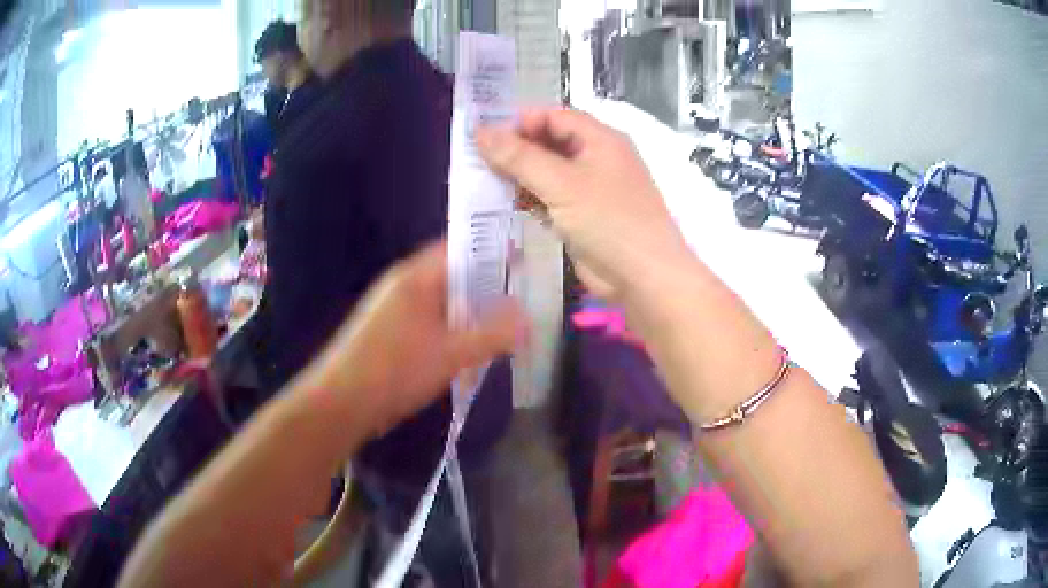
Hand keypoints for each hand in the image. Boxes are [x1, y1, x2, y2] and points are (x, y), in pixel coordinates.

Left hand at [306, 242, 524, 435]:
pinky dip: (450, 334)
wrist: (341, 403)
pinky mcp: (389, 334)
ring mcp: (393, 310)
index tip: (521, 263)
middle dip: (484, 290)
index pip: (458, 249)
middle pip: (452, 277)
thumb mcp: (451, 354)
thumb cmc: (395, 370)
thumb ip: (491, 334)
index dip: (491, 252)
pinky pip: (429, 324)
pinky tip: (464, 355)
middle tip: (518, 303)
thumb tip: (527, 316)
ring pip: (441, 304)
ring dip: (467, 316)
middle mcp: (403, 286)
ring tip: (497, 332)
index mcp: (415, 278)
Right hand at [477, 108, 693, 301]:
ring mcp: (591, 189)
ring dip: (520, 176)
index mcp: (600, 139)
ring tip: (483, 180)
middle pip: (550, 142)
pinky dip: (530, 199)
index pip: (554, 116)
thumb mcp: (561, 183)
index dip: (521, 121)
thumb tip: (481, 131)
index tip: (486, 135)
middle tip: (477, 159)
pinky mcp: (583, 216)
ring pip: (548, 172)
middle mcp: (596, 158)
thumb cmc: (608, 221)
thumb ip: (519, 157)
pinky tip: (504, 204)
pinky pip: (551, 198)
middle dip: (516, 149)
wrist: (644, 277)